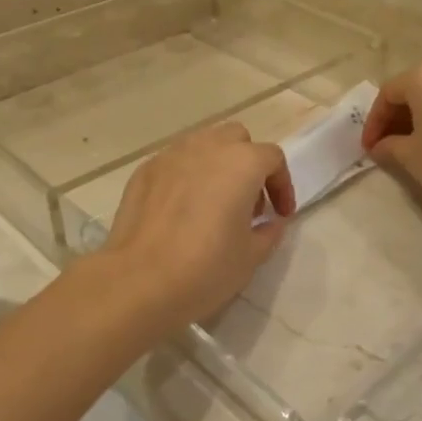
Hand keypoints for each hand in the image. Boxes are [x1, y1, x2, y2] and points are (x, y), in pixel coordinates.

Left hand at [100, 122, 295, 329]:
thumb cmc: (205, 268)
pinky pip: (175, 163)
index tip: (280, 214)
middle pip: (236, 139)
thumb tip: (271, 222)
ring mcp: (171, 155)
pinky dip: (187, 176)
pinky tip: (181, 210)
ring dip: (216, 165)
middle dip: (248, 164)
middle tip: (247, 203)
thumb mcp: (251, 256)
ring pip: (203, 145)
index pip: (272, 158)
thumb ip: (268, 231)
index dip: (282, 185)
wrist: (138, 281)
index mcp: (241, 163)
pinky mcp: (144, 171)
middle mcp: (207, 147)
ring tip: (213, 203)